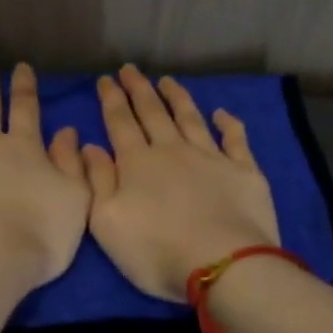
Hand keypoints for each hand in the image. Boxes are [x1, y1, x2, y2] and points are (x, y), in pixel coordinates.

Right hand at [82, 65, 280, 302]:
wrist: (222, 264)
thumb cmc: (156, 250)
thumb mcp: (107, 222)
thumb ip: (97, 181)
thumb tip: (89, 146)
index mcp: (137, 163)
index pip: (120, 123)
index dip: (111, 99)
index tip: (105, 79)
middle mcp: (172, 150)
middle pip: (153, 113)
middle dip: (139, 89)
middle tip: (130, 69)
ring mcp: (211, 157)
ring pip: (190, 118)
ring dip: (177, 98)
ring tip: (167, 81)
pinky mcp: (243, 171)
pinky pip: (235, 139)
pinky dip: (228, 123)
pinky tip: (222, 113)